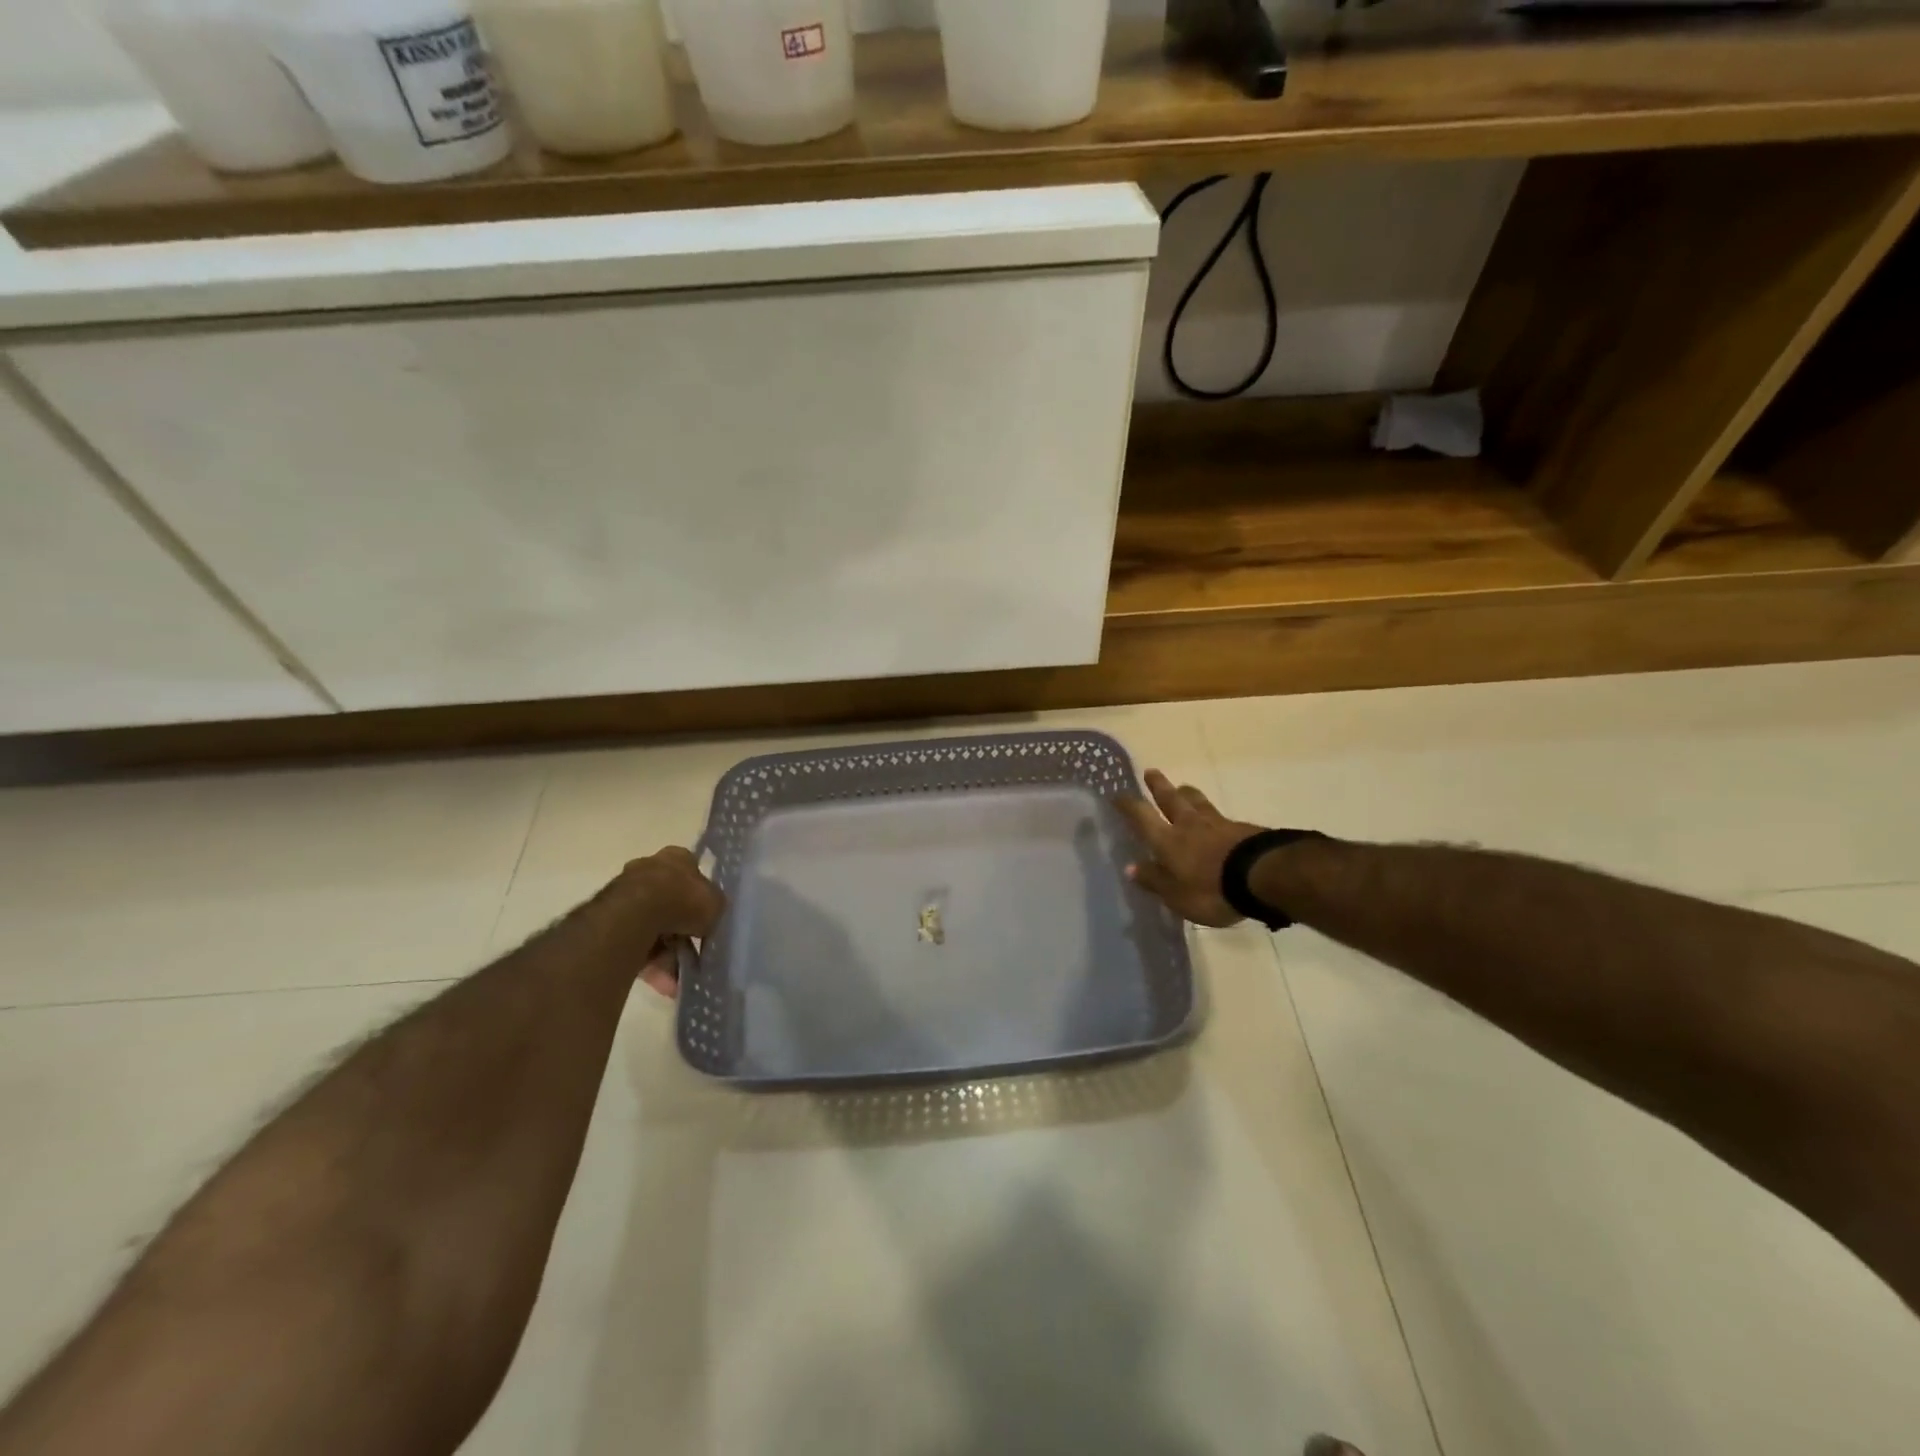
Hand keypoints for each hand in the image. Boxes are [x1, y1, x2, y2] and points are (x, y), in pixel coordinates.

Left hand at [602, 846, 724, 997]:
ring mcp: (625, 894)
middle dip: (682, 932)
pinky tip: (663, 984)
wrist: (635, 914)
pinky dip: (649, 964)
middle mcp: (649, 869)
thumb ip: (714, 908)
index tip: (706, 916)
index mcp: (676, 858)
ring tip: (676, 982)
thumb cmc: (682, 899)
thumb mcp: (715, 903)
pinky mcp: (608, 921)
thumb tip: (710, 918)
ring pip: (652, 927)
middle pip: (670, 902)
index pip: (692, 870)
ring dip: (666, 955)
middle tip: (694, 953)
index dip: (700, 894)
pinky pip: (635, 943)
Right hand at [1119, 769, 1265, 928]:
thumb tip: (1130, 867)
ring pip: (1197, 801)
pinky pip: (1220, 816)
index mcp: (1167, 841)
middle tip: (1151, 772)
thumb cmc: (1211, 890)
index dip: (1128, 805)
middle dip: (1158, 786)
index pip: (1142, 817)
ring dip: (1187, 793)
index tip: (1117, 794)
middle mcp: (1188, 825)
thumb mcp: (1176, 896)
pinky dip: (1212, 813)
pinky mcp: (1242, 829)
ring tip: (1182, 787)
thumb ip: (1154, 880)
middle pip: (1171, 799)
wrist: (1263, 876)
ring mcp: (1217, 823)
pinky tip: (1215, 818)